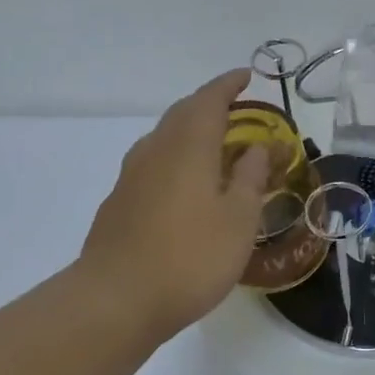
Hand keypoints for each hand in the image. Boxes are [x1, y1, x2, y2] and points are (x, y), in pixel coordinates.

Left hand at [79, 69, 270, 339]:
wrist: (117, 299)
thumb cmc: (190, 257)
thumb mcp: (238, 219)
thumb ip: (250, 178)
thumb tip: (258, 147)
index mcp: (188, 146)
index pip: (209, 100)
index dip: (229, 85)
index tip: (247, 75)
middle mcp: (155, 150)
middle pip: (182, 113)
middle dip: (209, 104)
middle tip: (235, 109)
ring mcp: (131, 176)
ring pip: (164, 138)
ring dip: (189, 131)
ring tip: (213, 144)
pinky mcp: (119, 202)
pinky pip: (152, 163)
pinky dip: (174, 158)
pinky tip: (184, 184)